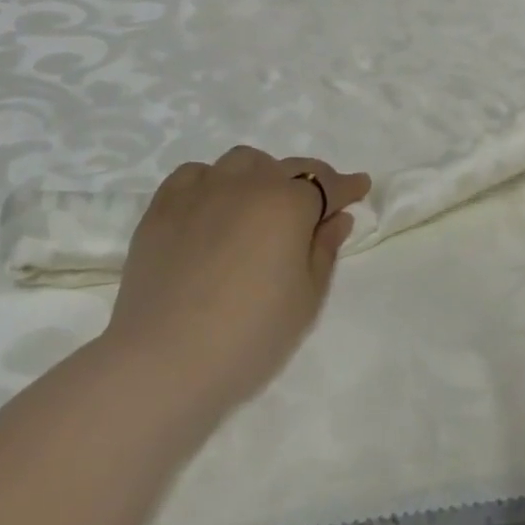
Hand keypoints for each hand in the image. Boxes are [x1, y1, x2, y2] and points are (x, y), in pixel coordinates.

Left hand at [103, 147, 369, 421]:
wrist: (165, 361)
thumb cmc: (250, 335)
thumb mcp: (307, 299)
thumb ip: (325, 250)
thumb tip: (336, 217)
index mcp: (288, 203)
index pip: (326, 184)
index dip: (347, 187)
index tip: (360, 186)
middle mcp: (248, 183)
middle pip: (286, 169)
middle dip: (306, 182)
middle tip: (312, 208)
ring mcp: (201, 190)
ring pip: (241, 163)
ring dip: (260, 176)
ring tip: (259, 205)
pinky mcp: (163, 206)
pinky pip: (195, 175)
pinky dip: (212, 182)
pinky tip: (212, 205)